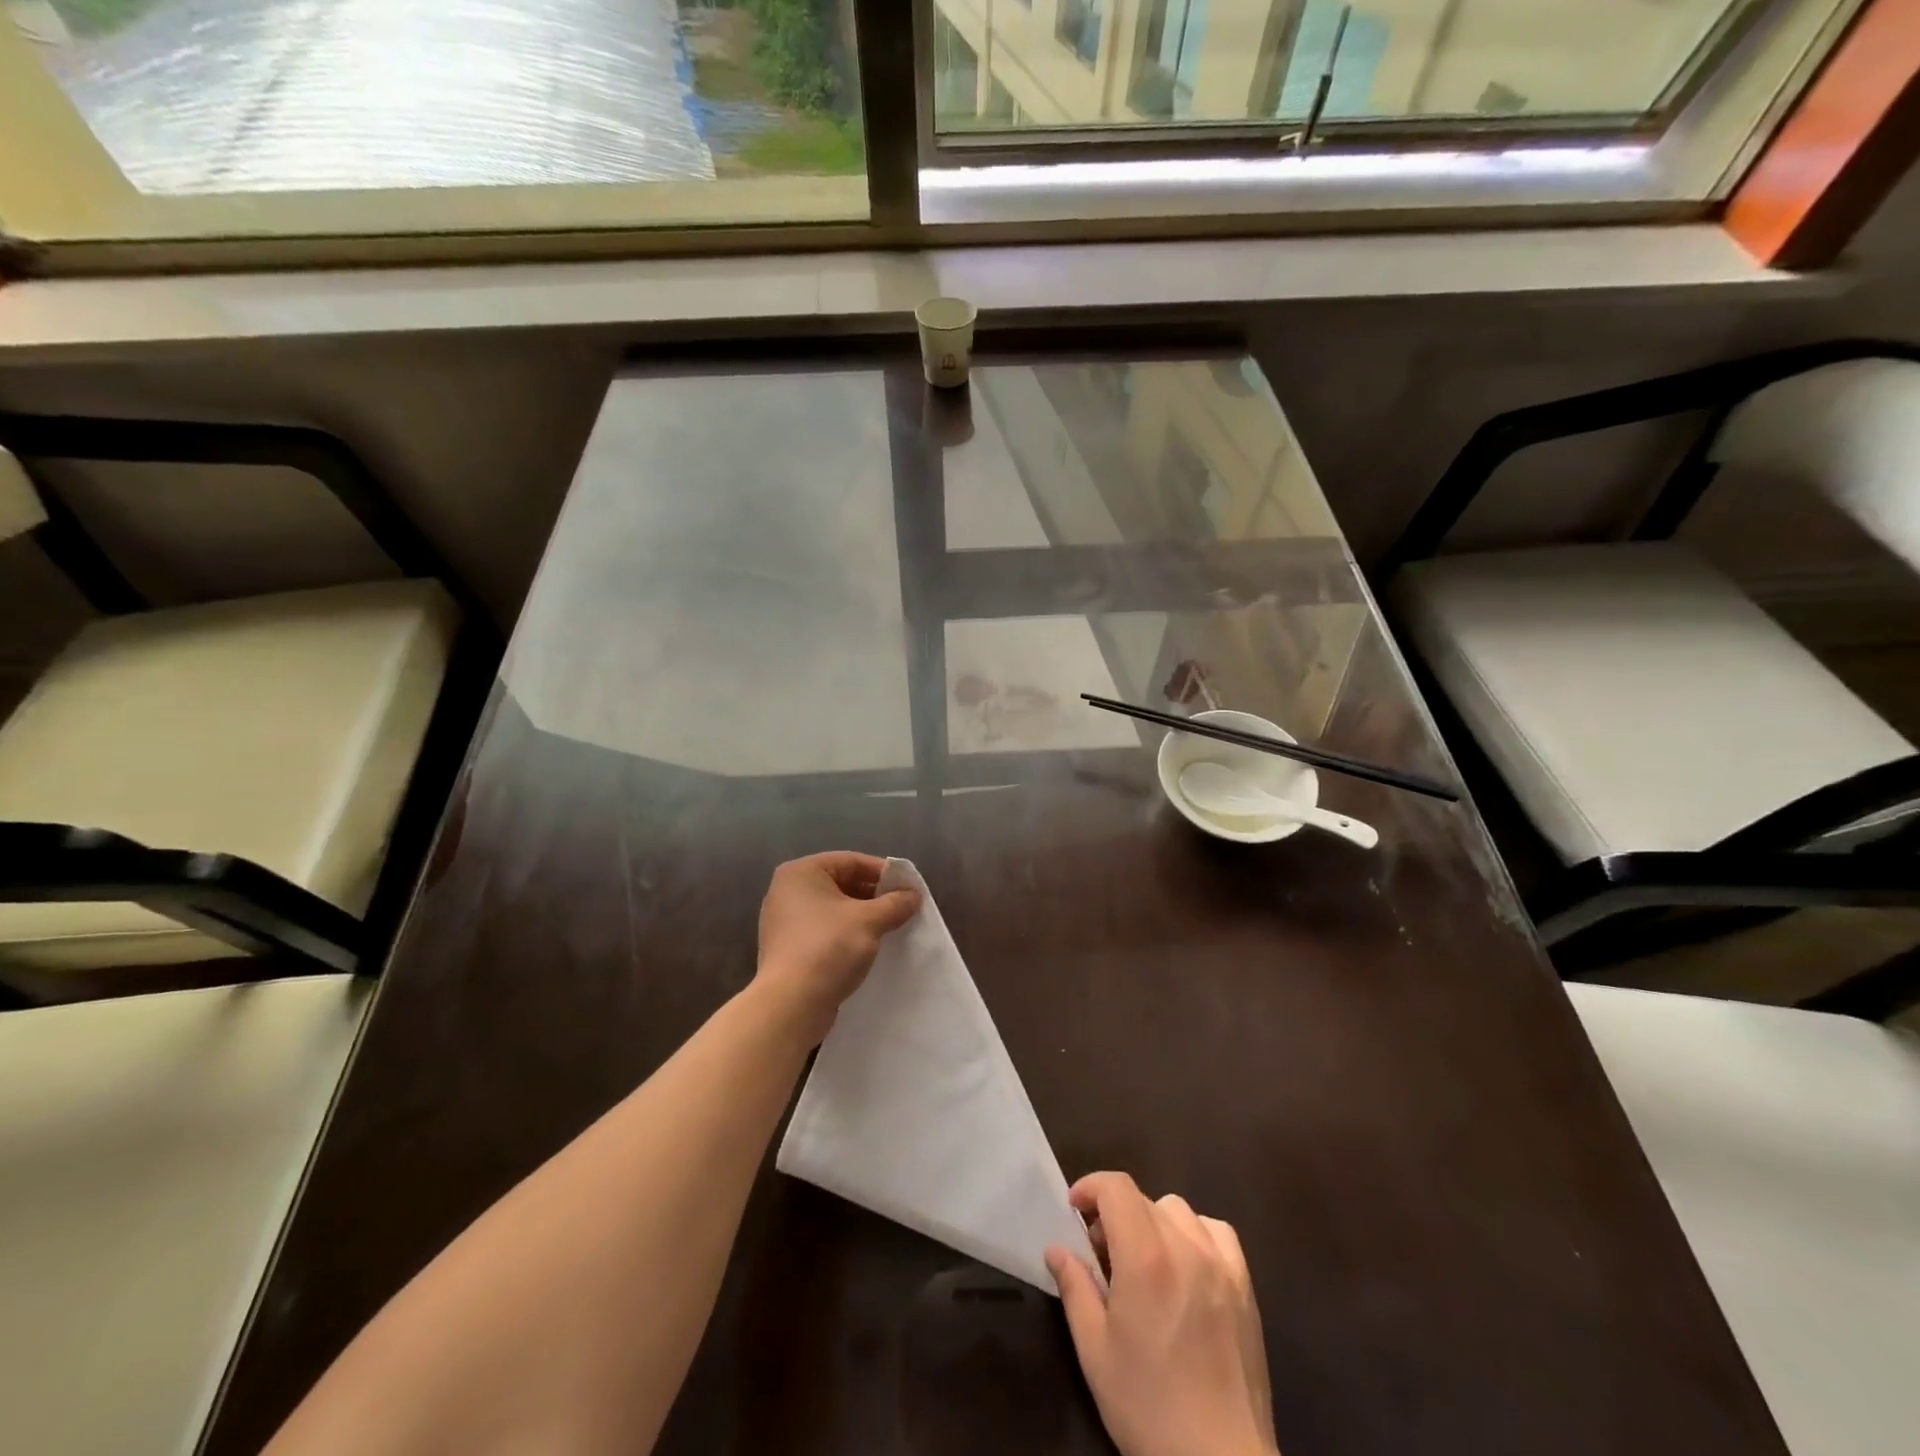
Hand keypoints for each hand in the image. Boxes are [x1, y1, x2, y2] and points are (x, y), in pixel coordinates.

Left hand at [755, 852, 919, 1044]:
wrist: (791, 1005)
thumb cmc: (829, 948)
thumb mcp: (869, 921)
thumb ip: (895, 903)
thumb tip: (913, 895)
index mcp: (801, 872)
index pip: (851, 861)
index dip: (884, 873)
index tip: (909, 888)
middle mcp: (787, 890)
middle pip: (842, 883)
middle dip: (874, 896)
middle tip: (902, 909)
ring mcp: (784, 920)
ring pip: (834, 909)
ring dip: (862, 916)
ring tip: (890, 928)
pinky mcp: (787, 947)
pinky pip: (824, 930)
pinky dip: (846, 933)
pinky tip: (867, 947)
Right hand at [1046, 1173, 1277, 1455]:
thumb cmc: (1148, 1407)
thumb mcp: (1095, 1351)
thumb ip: (1075, 1288)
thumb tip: (1056, 1248)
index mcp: (1145, 1257)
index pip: (1116, 1187)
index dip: (1090, 1187)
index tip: (1074, 1210)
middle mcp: (1185, 1246)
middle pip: (1143, 1199)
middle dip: (1114, 1213)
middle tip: (1101, 1253)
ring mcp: (1221, 1263)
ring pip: (1178, 1210)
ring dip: (1152, 1222)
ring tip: (1143, 1261)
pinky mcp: (1245, 1285)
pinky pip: (1217, 1232)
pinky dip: (1195, 1234)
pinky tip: (1186, 1266)